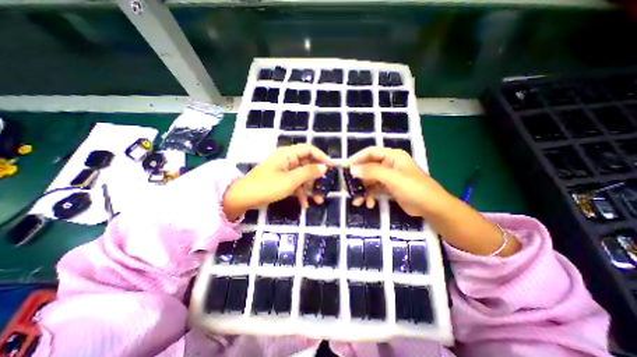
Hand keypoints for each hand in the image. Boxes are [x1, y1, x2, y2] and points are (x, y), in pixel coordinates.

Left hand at [224, 144, 335, 218]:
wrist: (243, 198)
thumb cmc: (267, 186)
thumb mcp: (290, 180)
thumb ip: (308, 173)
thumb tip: (324, 167)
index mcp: (288, 154)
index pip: (309, 150)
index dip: (322, 157)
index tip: (332, 167)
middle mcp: (287, 160)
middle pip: (307, 164)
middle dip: (317, 177)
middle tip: (326, 187)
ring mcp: (284, 171)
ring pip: (302, 176)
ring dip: (310, 188)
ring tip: (318, 200)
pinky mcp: (282, 180)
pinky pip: (295, 183)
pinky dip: (301, 193)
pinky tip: (305, 205)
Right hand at [348, 146, 521, 258]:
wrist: (432, 208)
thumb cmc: (415, 189)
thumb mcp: (393, 179)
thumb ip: (372, 172)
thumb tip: (351, 169)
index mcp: (392, 156)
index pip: (370, 153)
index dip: (356, 159)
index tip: (345, 168)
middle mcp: (388, 164)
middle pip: (367, 167)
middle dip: (357, 179)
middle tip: (347, 188)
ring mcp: (388, 177)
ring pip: (369, 180)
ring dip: (362, 190)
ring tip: (356, 201)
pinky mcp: (388, 188)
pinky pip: (374, 189)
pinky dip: (369, 196)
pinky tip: (368, 204)